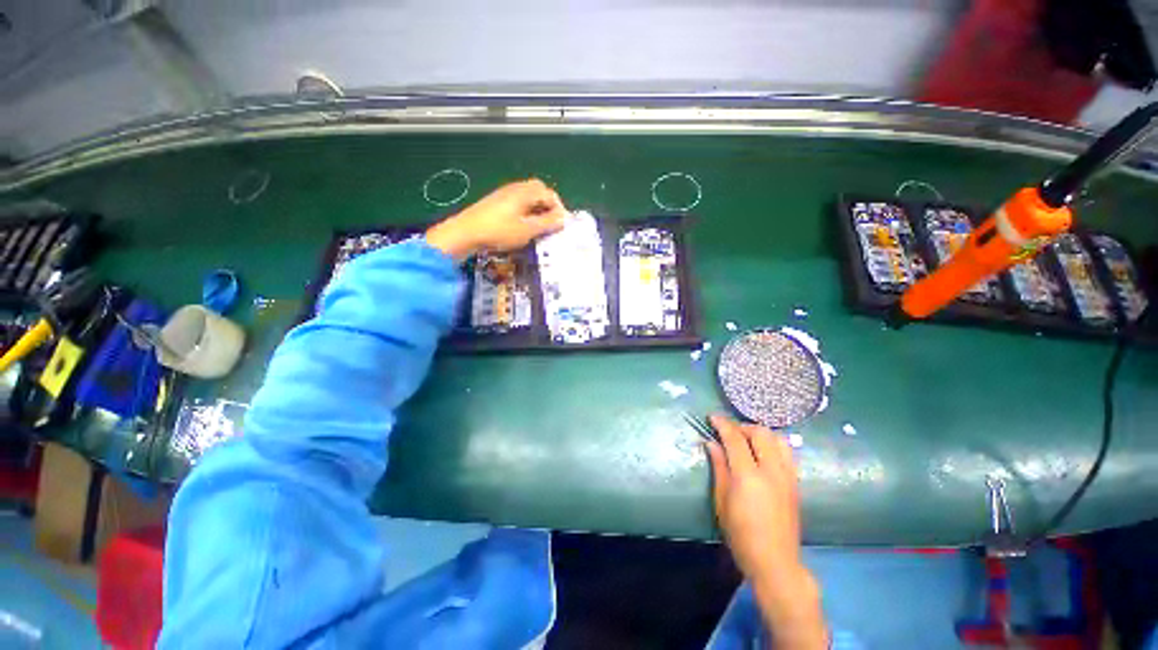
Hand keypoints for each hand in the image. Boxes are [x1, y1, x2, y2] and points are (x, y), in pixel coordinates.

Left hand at [425, 179, 567, 260]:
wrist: (466, 232)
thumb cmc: (500, 231)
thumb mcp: (528, 229)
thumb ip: (547, 223)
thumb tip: (563, 218)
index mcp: (525, 192)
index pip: (550, 194)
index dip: (559, 209)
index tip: (561, 225)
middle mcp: (516, 188)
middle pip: (539, 191)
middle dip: (548, 206)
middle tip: (551, 223)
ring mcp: (504, 194)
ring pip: (528, 197)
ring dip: (537, 209)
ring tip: (539, 227)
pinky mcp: (496, 202)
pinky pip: (518, 202)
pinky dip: (526, 211)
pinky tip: (523, 225)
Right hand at [706, 415, 826, 648]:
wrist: (775, 561)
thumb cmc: (740, 533)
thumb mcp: (721, 500)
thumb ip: (719, 467)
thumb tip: (711, 443)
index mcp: (748, 475)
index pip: (735, 438)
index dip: (723, 424)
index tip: (712, 417)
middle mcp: (771, 470)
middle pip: (760, 432)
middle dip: (742, 426)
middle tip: (729, 431)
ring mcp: (787, 475)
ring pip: (778, 438)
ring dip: (760, 433)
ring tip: (747, 439)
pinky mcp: (796, 482)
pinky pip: (787, 452)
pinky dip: (773, 443)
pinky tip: (763, 452)